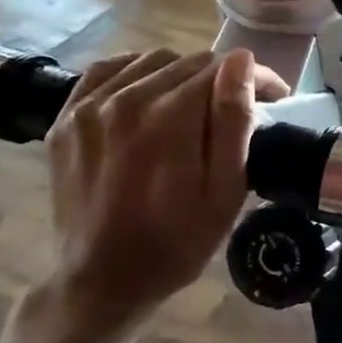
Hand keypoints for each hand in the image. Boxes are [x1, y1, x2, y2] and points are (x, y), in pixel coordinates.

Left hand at [36, 47, 288, 342]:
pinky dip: (137, 72)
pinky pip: (108, 70)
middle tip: (241, 106)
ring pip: (151, 61)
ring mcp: (88, 106)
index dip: (256, 78)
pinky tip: (152, 92)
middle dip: (223, 77)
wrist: (102, 280)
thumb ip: (234, 121)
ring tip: (198, 104)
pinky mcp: (66, 117)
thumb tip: (242, 61)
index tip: (275, 96)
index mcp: (169, 118)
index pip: (221, 69)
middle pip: (188, 62)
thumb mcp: (224, 191)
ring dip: (183, 75)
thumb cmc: (177, 242)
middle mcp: (125, 99)